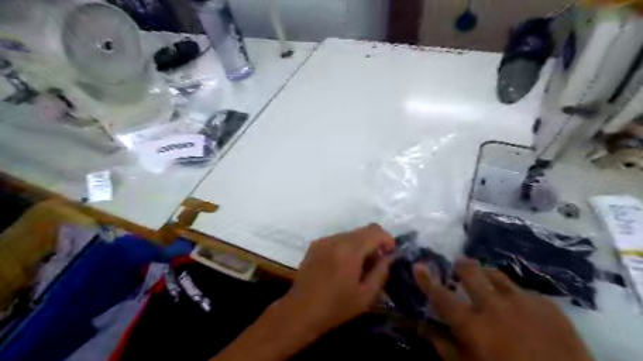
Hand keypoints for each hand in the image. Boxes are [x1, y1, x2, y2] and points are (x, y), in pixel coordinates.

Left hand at [280, 222, 396, 338]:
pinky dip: (346, 247)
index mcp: (350, 250)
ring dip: (360, 245)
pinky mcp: (315, 245)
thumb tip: (390, 257)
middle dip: (375, 242)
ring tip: (359, 266)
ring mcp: (323, 241)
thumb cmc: (336, 307)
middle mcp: (336, 239)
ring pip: (350, 234)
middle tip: (376, 263)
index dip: (387, 239)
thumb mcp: (366, 295)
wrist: (300, 311)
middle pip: (363, 230)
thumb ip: (381, 272)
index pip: (375, 231)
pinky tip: (343, 266)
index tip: (390, 254)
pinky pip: (337, 239)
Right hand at [414, 260, 594, 360]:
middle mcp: (494, 307)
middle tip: (458, 269)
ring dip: (485, 276)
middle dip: (460, 266)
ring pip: (495, 274)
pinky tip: (518, 308)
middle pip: (469, 272)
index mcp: (473, 326)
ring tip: (486, 285)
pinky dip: (513, 294)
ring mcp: (523, 302)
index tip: (417, 265)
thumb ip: (446, 349)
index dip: (426, 279)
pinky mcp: (547, 305)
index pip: (441, 296)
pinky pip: (522, 290)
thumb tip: (425, 330)